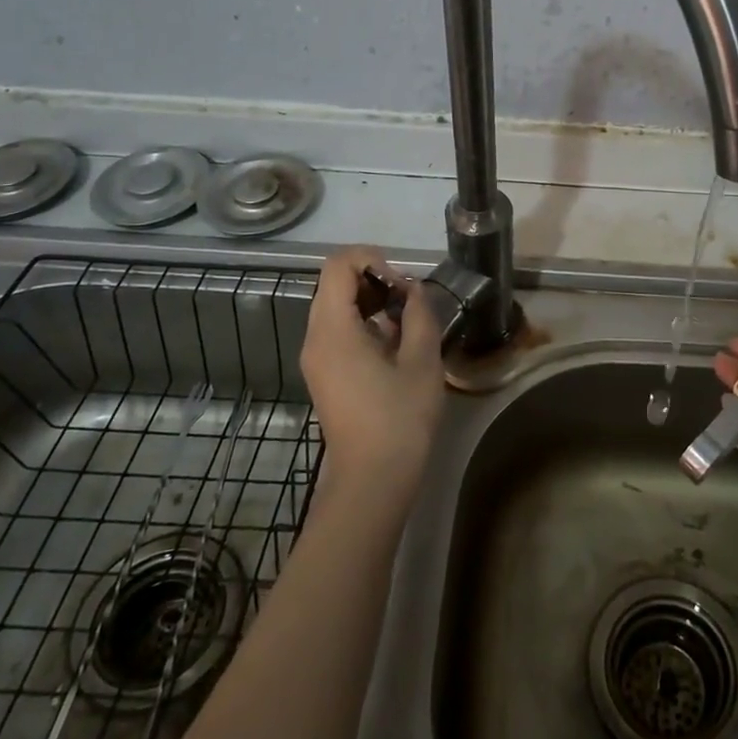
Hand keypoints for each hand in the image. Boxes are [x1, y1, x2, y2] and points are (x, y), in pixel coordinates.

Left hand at [299, 248, 446, 493]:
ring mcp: (316, 358)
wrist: (373, 480)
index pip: (337, 266)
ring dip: (370, 301)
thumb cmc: (399, 418)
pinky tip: (394, 345)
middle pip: (334, 284)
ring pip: (336, 307)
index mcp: (333, 330)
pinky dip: (364, 323)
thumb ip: (419, 314)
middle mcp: (315, 338)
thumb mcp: (422, 360)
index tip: (401, 282)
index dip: (371, 258)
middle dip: (373, 279)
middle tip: (408, 300)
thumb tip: (411, 291)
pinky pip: (338, 330)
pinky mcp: (324, 374)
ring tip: (406, 321)